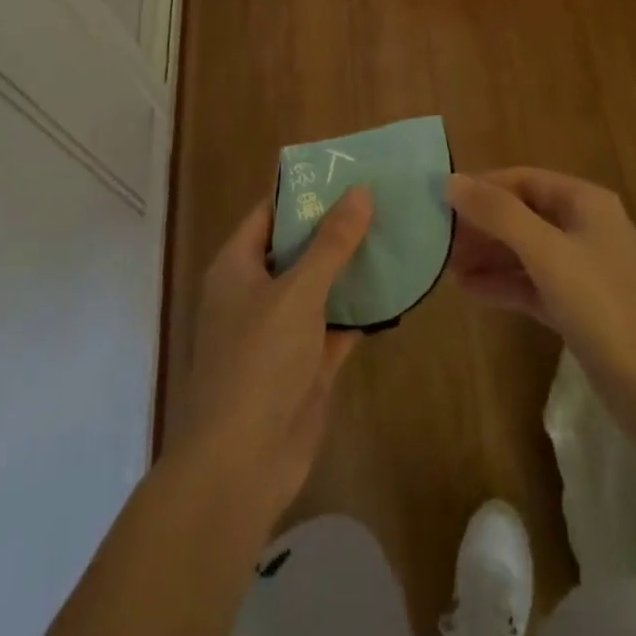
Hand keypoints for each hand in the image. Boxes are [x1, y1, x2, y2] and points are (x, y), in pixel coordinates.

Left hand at [168, 189, 373, 523]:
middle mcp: (256, 293)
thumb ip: (331, 242)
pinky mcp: (306, 364)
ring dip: (352, 267)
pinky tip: (396, 287)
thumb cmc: (259, 362)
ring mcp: (281, 331)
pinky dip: (362, 308)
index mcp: (238, 267)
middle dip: (337, 227)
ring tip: (396, 232)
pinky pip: (337, 324)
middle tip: (382, 196)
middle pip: (299, 248)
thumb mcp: (297, 292)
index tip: (346, 170)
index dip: (305, 192)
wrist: (243, 465)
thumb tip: (360, 191)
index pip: (270, 213)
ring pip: (321, 286)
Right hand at [446, 169, 635, 448]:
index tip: (438, 201)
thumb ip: (499, 214)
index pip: (522, 179)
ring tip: (444, 266)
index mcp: (584, 202)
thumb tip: (451, 181)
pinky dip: (502, 285)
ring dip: (487, 255)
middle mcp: (584, 227)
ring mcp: (582, 270)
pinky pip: (531, 284)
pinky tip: (468, 290)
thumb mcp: (548, 253)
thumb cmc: (606, 308)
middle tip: (436, 239)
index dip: (481, 187)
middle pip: (522, 213)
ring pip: (524, 251)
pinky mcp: (578, 308)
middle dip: (481, 224)